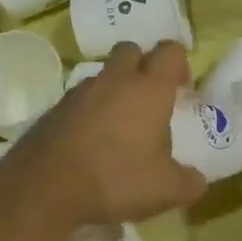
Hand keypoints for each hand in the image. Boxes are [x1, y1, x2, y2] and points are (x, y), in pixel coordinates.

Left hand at [2, 41, 206, 227]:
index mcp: (149, 89)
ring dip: (114, 89)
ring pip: (103, 75)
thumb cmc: (116, 179)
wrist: (44, 188)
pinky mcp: (54, 110)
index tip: (183, 90)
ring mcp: (80, 92)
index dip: (180, 64)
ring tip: (120, 126)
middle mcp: (115, 80)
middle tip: (150, 99)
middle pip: (131, 50)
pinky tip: (92, 143)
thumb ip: (189, 182)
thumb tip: (198, 180)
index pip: (170, 52)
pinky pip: (79, 100)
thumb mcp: (166, 190)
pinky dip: (89, 111)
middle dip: (143, 66)